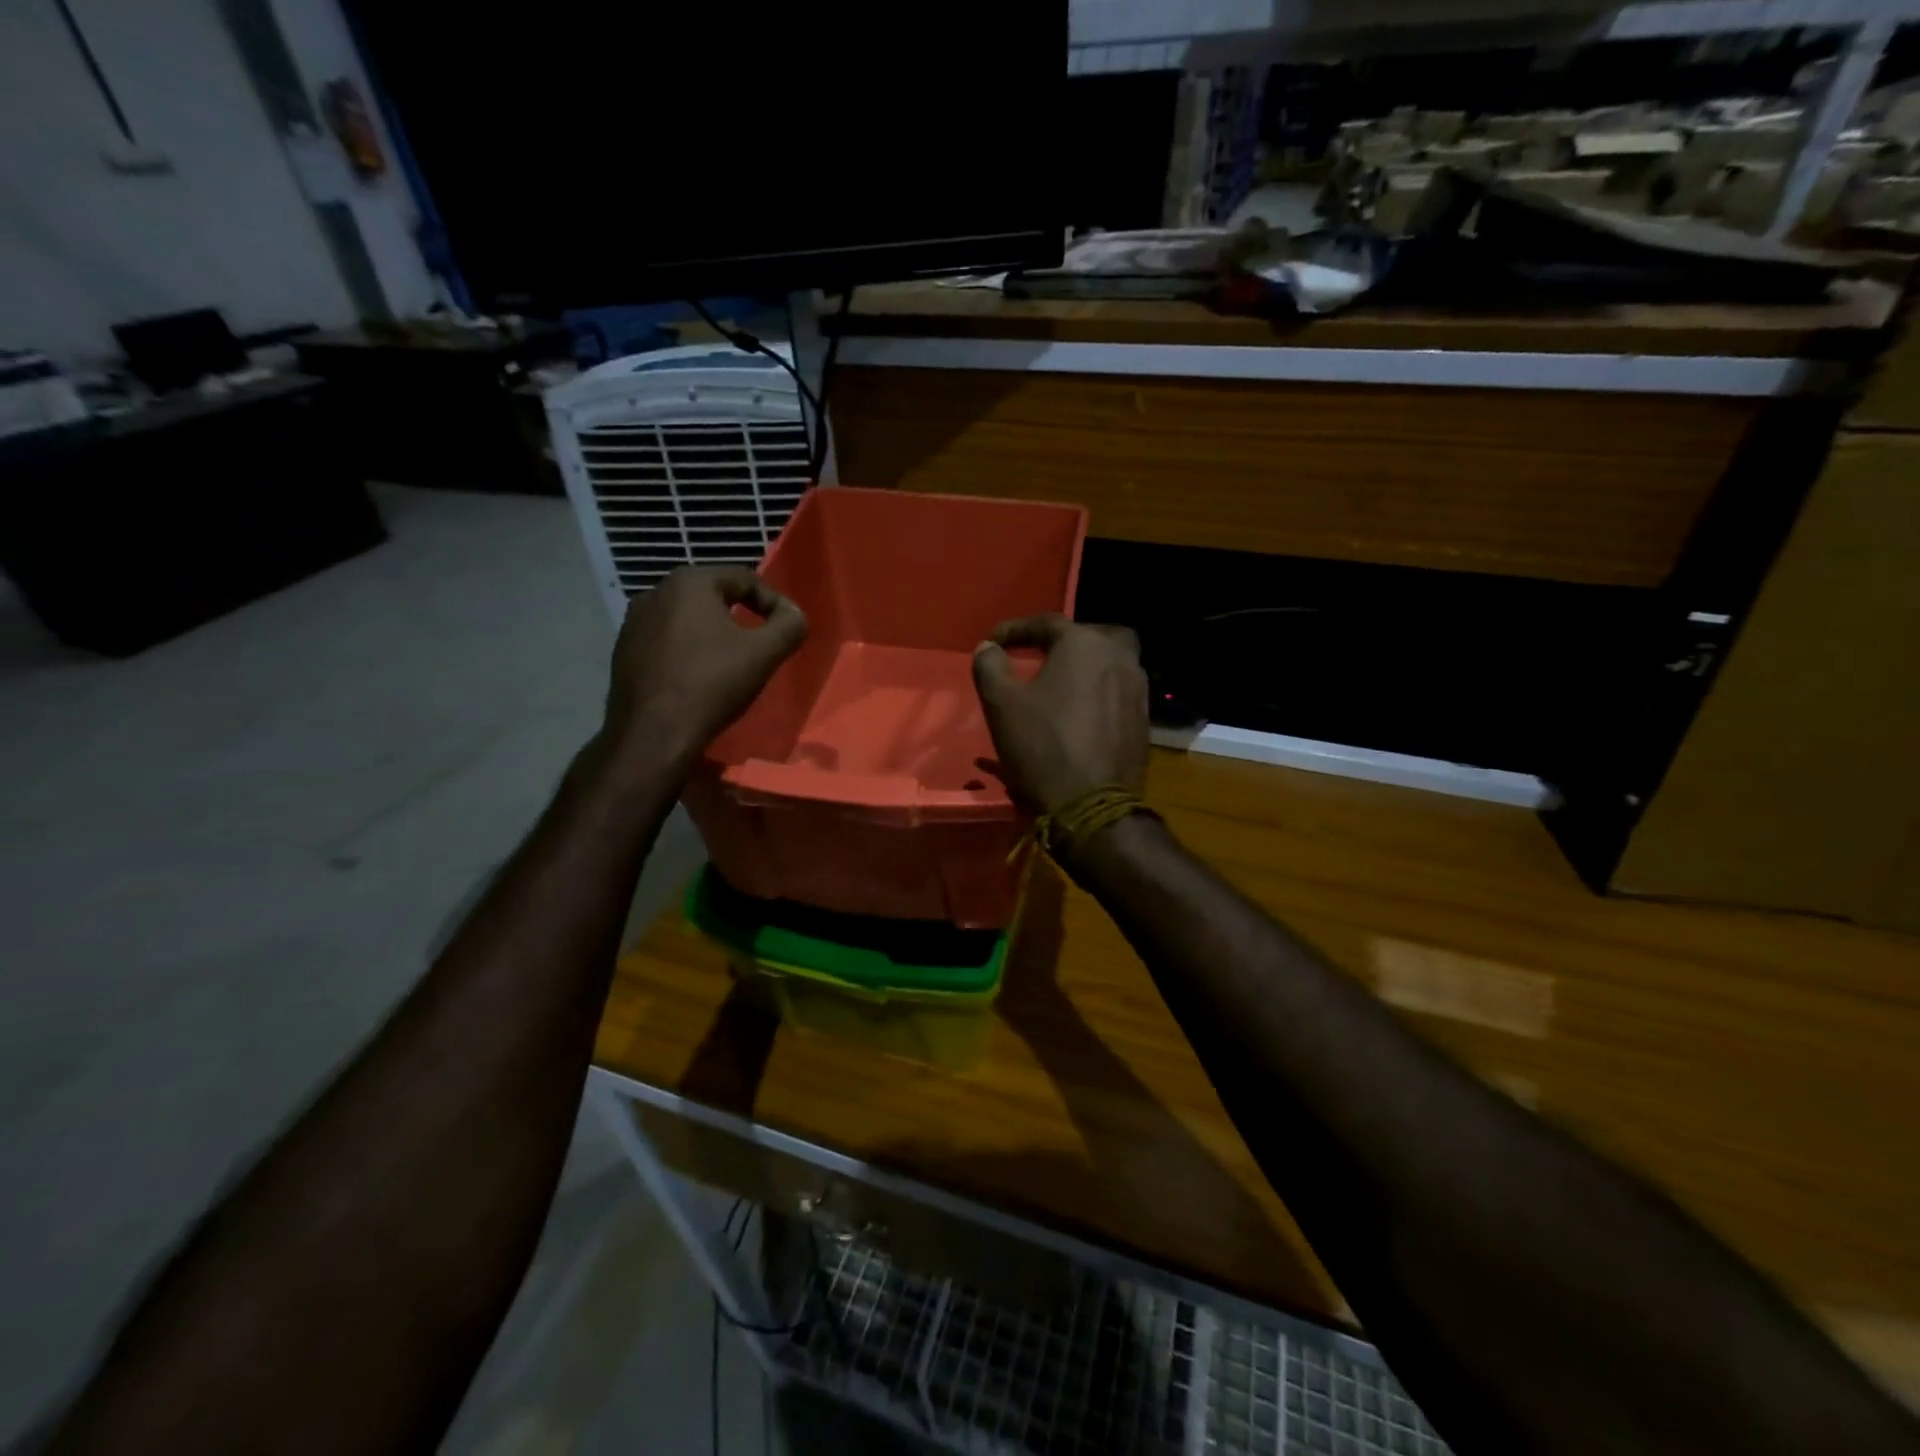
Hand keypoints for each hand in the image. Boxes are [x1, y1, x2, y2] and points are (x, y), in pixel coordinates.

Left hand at [603, 565, 805, 772]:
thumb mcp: (765, 653)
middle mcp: (655, 593)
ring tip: (730, 663)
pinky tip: (698, 679)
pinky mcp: (622, 653)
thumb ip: (790, 625)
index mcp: (688, 582)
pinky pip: (666, 642)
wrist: (653, 733)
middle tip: (761, 645)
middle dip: (741, 617)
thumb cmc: (712, 684)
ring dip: (712, 635)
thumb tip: (794, 614)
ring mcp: (633, 623)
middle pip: (713, 597)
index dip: (773, 602)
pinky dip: (687, 652)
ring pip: (687, 620)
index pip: (743, 578)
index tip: (786, 630)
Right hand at [971, 614, 1148, 815]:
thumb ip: (990, 666)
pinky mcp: (1144, 721)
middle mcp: (1120, 658)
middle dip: (1064, 642)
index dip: (1015, 629)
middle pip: (1090, 636)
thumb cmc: (1042, 746)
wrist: (1092, 805)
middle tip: (1040, 656)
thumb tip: (988, 647)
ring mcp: (1138, 689)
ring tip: (1059, 686)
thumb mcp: (1001, 704)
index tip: (993, 642)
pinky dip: (1098, 693)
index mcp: (1085, 644)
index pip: (1047, 623)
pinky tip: (1080, 713)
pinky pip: (1118, 692)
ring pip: (1110, 663)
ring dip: (1085, 668)